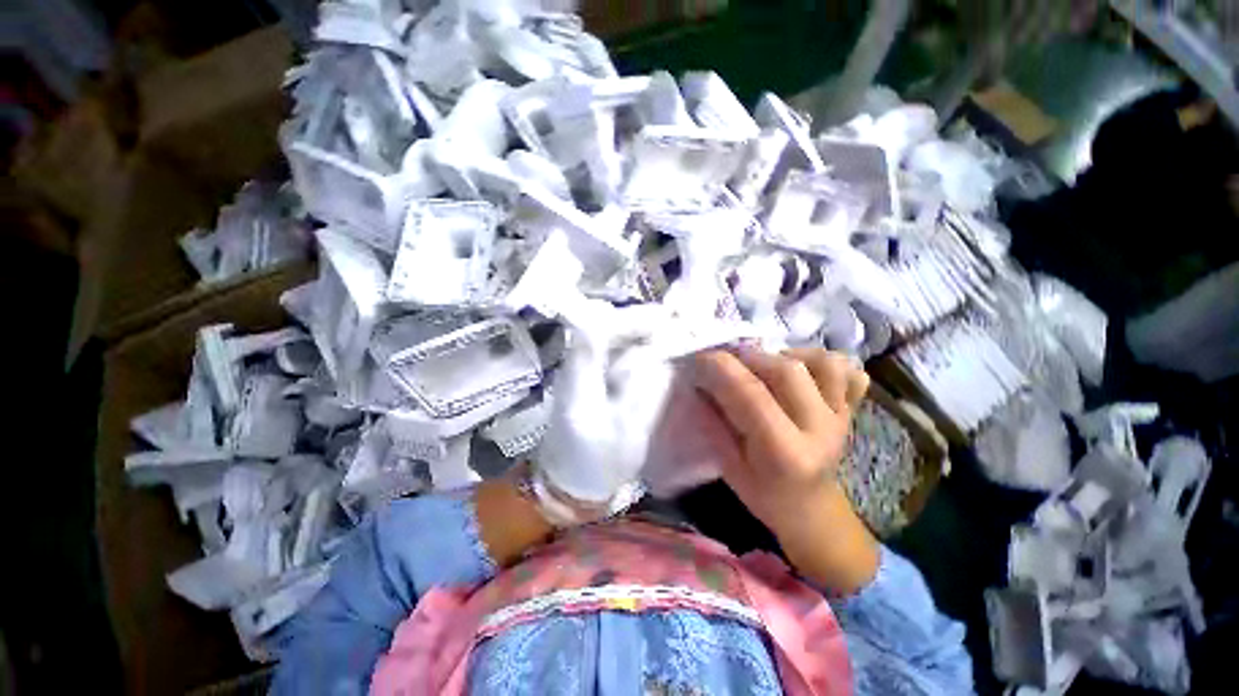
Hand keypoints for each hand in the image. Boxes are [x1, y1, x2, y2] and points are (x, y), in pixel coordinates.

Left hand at [535, 304, 675, 504]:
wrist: (567, 482)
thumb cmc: (596, 463)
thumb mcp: (626, 432)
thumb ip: (644, 391)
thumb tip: (661, 356)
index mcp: (577, 380)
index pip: (595, 331)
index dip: (629, 319)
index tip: (663, 320)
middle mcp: (574, 365)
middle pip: (601, 325)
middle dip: (638, 320)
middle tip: (672, 324)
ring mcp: (578, 368)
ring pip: (606, 333)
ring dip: (636, 329)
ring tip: (667, 333)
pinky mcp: (586, 375)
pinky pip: (610, 348)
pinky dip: (632, 343)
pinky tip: (651, 351)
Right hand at [689, 347, 879, 592]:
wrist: (812, 510)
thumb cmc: (764, 494)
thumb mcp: (729, 466)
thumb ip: (713, 423)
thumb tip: (697, 383)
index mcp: (785, 452)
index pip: (751, 394)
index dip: (720, 369)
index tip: (698, 359)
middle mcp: (819, 429)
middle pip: (786, 370)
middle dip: (746, 357)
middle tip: (725, 363)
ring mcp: (841, 416)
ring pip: (821, 362)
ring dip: (785, 355)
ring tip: (763, 367)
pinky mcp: (851, 409)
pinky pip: (847, 370)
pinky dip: (821, 361)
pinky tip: (799, 372)